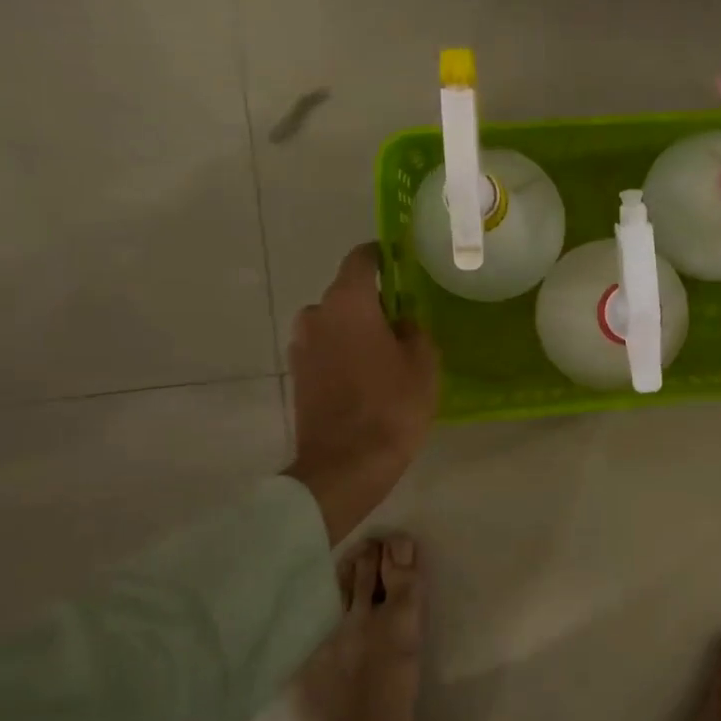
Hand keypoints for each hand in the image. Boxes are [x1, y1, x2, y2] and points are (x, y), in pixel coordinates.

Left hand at [286, 245, 438, 545]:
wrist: (345, 465)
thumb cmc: (392, 406)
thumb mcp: (423, 363)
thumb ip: (414, 330)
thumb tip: (402, 321)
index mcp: (348, 303)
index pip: (361, 259)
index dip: (381, 256)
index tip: (400, 261)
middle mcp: (316, 315)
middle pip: (345, 294)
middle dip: (371, 301)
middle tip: (401, 319)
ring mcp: (301, 347)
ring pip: (333, 324)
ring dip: (355, 329)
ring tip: (384, 352)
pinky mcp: (297, 375)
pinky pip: (324, 349)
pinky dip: (342, 353)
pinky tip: (366, 375)